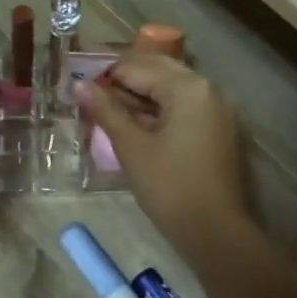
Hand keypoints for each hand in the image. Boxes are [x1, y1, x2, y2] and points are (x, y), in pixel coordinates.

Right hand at [78, 55, 248, 250]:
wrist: (215, 231)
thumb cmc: (169, 187)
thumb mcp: (131, 147)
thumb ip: (106, 111)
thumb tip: (80, 86)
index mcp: (187, 87)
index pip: (137, 66)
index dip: (104, 73)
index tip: (77, 83)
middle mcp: (207, 87)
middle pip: (157, 69)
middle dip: (123, 78)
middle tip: (90, 93)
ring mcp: (217, 107)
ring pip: (171, 86)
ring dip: (140, 92)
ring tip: (107, 108)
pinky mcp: (219, 127)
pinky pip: (184, 105)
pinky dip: (159, 107)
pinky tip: (134, 121)